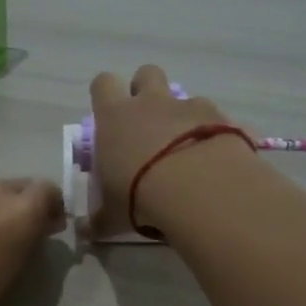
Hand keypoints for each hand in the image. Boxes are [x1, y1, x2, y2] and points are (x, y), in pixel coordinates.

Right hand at [88, 65, 253, 235]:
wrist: (197, 188)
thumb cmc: (139, 196)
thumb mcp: (112, 215)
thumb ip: (98, 220)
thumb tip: (84, 232)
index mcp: (114, 117)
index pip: (103, 84)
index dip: (105, 94)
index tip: (108, 114)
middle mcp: (150, 102)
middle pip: (146, 73)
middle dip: (146, 90)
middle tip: (147, 122)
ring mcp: (188, 106)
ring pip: (183, 95)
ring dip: (182, 115)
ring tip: (185, 148)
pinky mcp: (221, 118)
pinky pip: (215, 118)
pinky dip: (212, 133)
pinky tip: (213, 159)